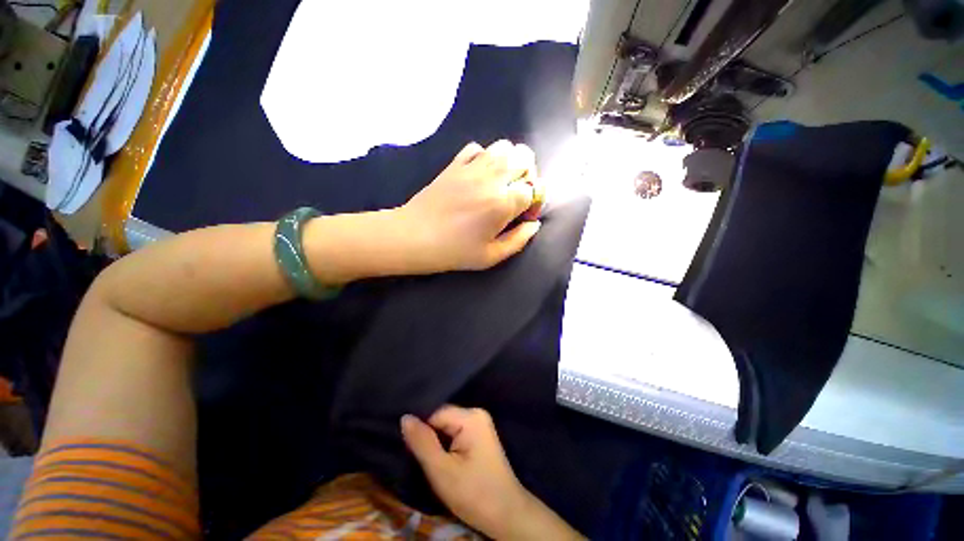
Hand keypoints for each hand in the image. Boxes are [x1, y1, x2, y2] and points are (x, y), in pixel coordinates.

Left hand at [393, 140, 544, 273]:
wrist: (414, 236)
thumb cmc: (454, 251)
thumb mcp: (491, 256)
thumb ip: (518, 240)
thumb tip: (534, 225)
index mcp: (503, 203)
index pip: (533, 190)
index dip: (534, 203)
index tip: (524, 216)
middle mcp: (492, 178)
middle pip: (525, 159)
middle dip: (529, 176)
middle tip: (517, 195)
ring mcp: (472, 167)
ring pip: (504, 146)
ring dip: (510, 162)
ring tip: (502, 182)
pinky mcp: (455, 164)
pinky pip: (477, 148)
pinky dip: (485, 156)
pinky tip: (480, 174)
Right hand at [401, 406, 582, 539]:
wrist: (506, 515)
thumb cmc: (474, 494)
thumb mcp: (442, 471)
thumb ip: (422, 442)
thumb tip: (405, 417)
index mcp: (471, 417)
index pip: (436, 413)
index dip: (420, 428)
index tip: (407, 447)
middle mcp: (476, 414)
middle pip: (442, 418)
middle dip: (427, 435)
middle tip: (412, 455)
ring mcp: (479, 424)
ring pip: (446, 427)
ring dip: (434, 441)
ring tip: (422, 456)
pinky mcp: (479, 436)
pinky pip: (454, 433)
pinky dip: (444, 445)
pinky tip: (438, 457)